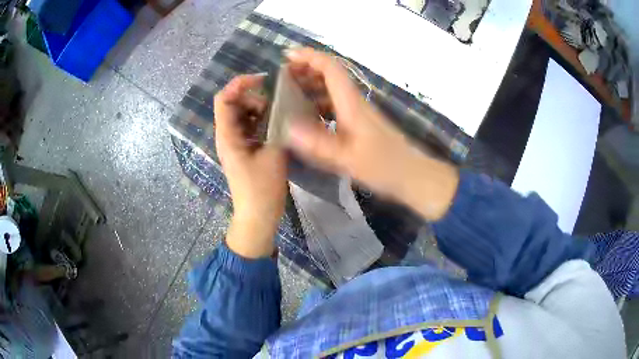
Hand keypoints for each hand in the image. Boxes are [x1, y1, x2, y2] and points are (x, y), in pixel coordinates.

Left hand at [215, 75, 287, 257]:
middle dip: (253, 97)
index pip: (224, 98)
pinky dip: (262, 120)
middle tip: (275, 104)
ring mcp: (235, 143)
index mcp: (228, 135)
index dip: (240, 83)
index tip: (263, 80)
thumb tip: (282, 109)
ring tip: (278, 114)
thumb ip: (277, 128)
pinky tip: (277, 124)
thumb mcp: (273, 155)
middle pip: (233, 103)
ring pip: (243, 114)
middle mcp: (227, 136)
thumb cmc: (262, 189)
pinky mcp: (244, 149)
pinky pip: (250, 126)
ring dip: (259, 109)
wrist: (257, 216)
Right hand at [285, 48, 458, 220]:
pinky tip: (307, 114)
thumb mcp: (347, 158)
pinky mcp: (359, 121)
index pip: (331, 68)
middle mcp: (354, 101)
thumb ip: (318, 144)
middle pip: (331, 73)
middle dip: (306, 68)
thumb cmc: (382, 165)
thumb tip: (287, 127)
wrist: (410, 173)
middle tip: (284, 75)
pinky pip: (335, 103)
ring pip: (332, 88)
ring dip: (312, 84)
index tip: (288, 55)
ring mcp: (358, 110)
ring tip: (290, 91)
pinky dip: (319, 101)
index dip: (309, 57)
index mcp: (351, 103)